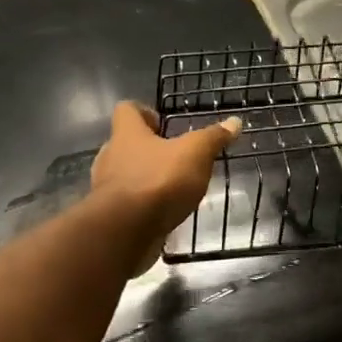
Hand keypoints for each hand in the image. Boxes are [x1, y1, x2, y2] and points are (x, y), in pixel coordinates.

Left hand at [92, 101, 240, 272]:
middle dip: (149, 149)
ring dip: (147, 177)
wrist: (125, 232)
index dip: (144, 112)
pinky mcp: (111, 215)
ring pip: (126, 174)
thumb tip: (234, 121)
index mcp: (127, 134)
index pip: (126, 109)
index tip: (163, 123)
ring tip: (174, 186)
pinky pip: (128, 203)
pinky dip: (144, 204)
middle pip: (126, 143)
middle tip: (175, 156)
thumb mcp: (195, 154)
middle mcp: (111, 156)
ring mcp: (107, 187)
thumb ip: (213, 137)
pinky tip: (165, 211)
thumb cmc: (159, 181)